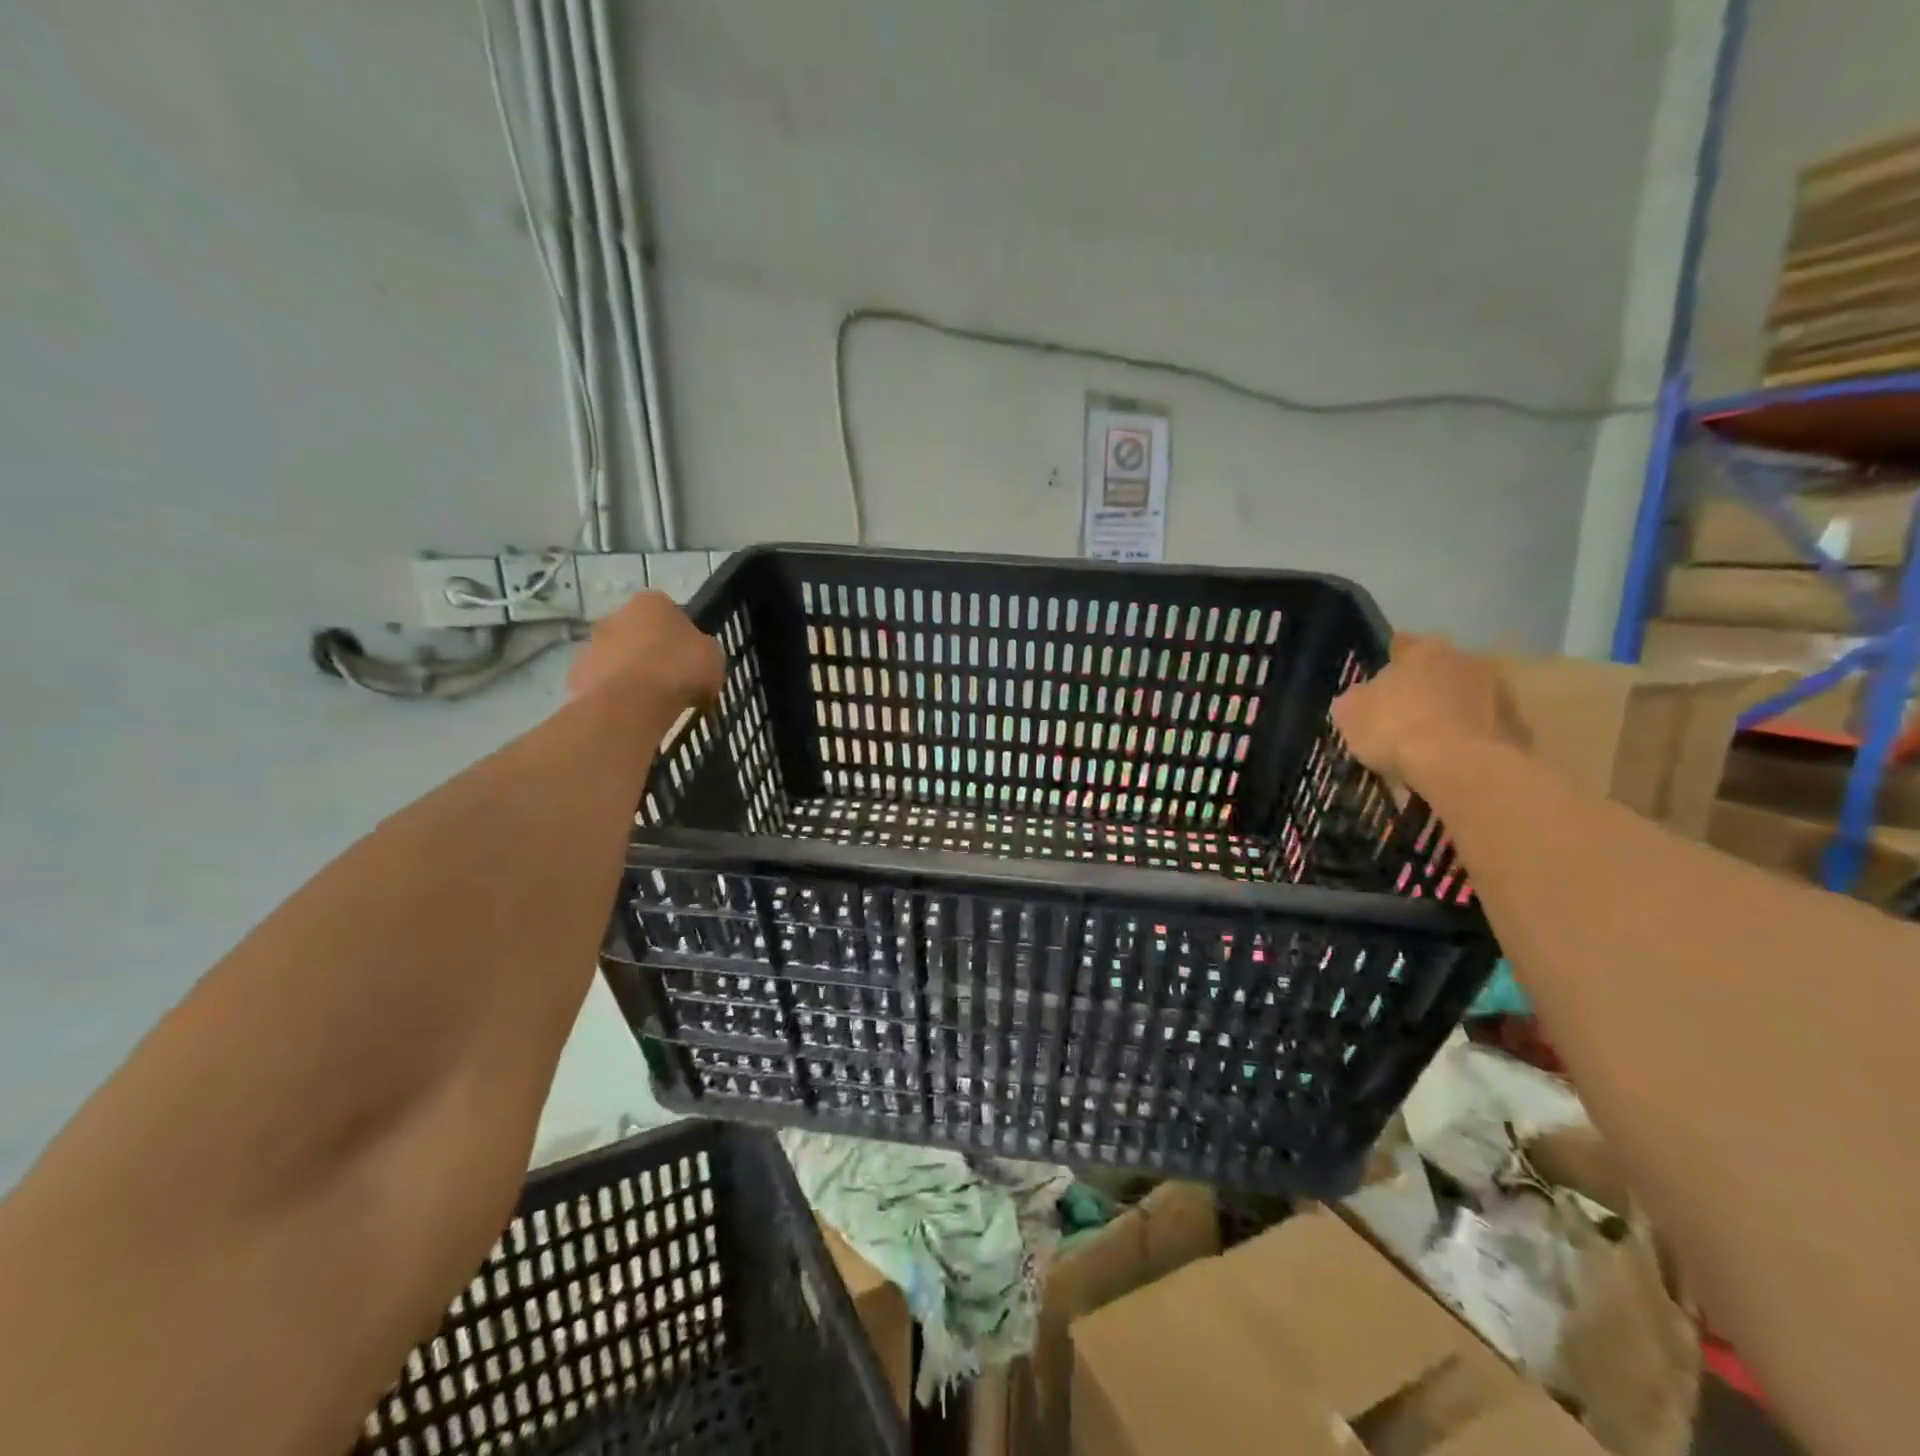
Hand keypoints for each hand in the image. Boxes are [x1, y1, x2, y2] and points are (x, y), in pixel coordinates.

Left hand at [567, 591, 724, 710]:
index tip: (691, 660)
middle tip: (670, 680)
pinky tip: (630, 711)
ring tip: (650, 701)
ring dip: (630, 672)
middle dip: (651, 652)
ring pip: (617, 656)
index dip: (682, 637)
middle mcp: (616, 614)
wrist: (632, 702)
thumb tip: (697, 657)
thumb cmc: (679, 669)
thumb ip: (704, 651)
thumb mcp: (713, 658)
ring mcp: (592, 644)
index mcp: (652, 602)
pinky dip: (614, 693)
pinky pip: (602, 682)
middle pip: (639, 633)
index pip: (670, 613)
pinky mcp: (576, 673)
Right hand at [1331, 633, 1528, 786]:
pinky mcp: (1517, 722)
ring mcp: (1496, 689)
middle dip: (1425, 686)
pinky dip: (1470, 735)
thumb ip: (1354, 700)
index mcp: (1421, 651)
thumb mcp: (1351, 715)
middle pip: (1438, 668)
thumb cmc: (1396, 730)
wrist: (1460, 767)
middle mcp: (1463, 659)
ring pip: (1464, 694)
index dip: (1389, 662)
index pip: (1402, 644)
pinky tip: (1453, 757)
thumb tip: (1359, 698)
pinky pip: (1484, 724)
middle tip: (1405, 713)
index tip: (1381, 682)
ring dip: (1451, 709)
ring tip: (1430, 740)